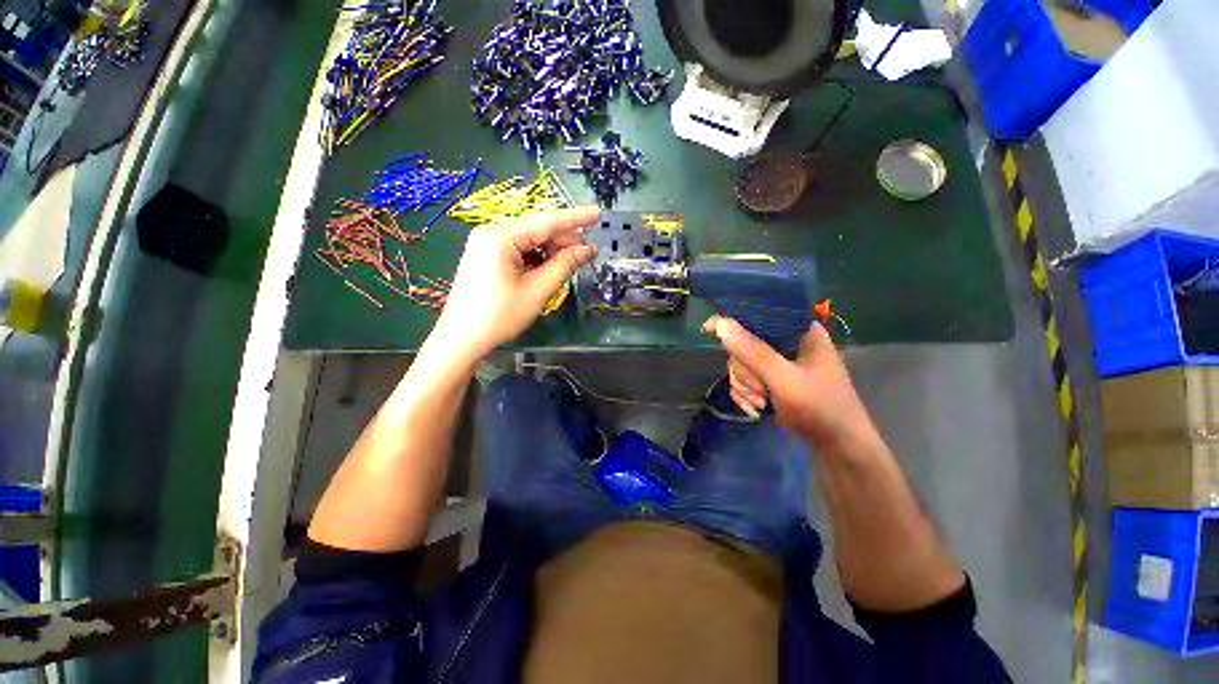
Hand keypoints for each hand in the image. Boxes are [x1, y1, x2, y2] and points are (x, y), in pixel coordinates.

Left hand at [430, 207, 598, 359]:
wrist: (461, 338)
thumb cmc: (499, 316)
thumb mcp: (537, 290)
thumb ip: (564, 265)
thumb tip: (587, 249)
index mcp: (501, 236)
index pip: (547, 221)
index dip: (576, 218)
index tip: (598, 213)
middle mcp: (492, 232)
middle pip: (538, 230)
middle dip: (565, 240)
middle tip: (590, 253)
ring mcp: (487, 243)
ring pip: (530, 241)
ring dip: (552, 251)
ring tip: (573, 263)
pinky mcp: (487, 255)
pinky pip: (519, 250)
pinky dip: (537, 258)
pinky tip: (550, 268)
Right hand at [704, 315, 874, 448]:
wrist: (837, 447)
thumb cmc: (820, 408)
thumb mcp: (785, 379)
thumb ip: (753, 352)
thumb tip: (720, 324)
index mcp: (798, 330)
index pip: (759, 313)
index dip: (733, 320)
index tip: (710, 331)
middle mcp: (787, 342)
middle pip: (743, 343)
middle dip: (745, 371)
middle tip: (760, 389)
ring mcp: (778, 363)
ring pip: (740, 363)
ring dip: (745, 386)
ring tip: (762, 403)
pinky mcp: (771, 380)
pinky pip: (744, 379)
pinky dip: (746, 394)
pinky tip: (757, 408)